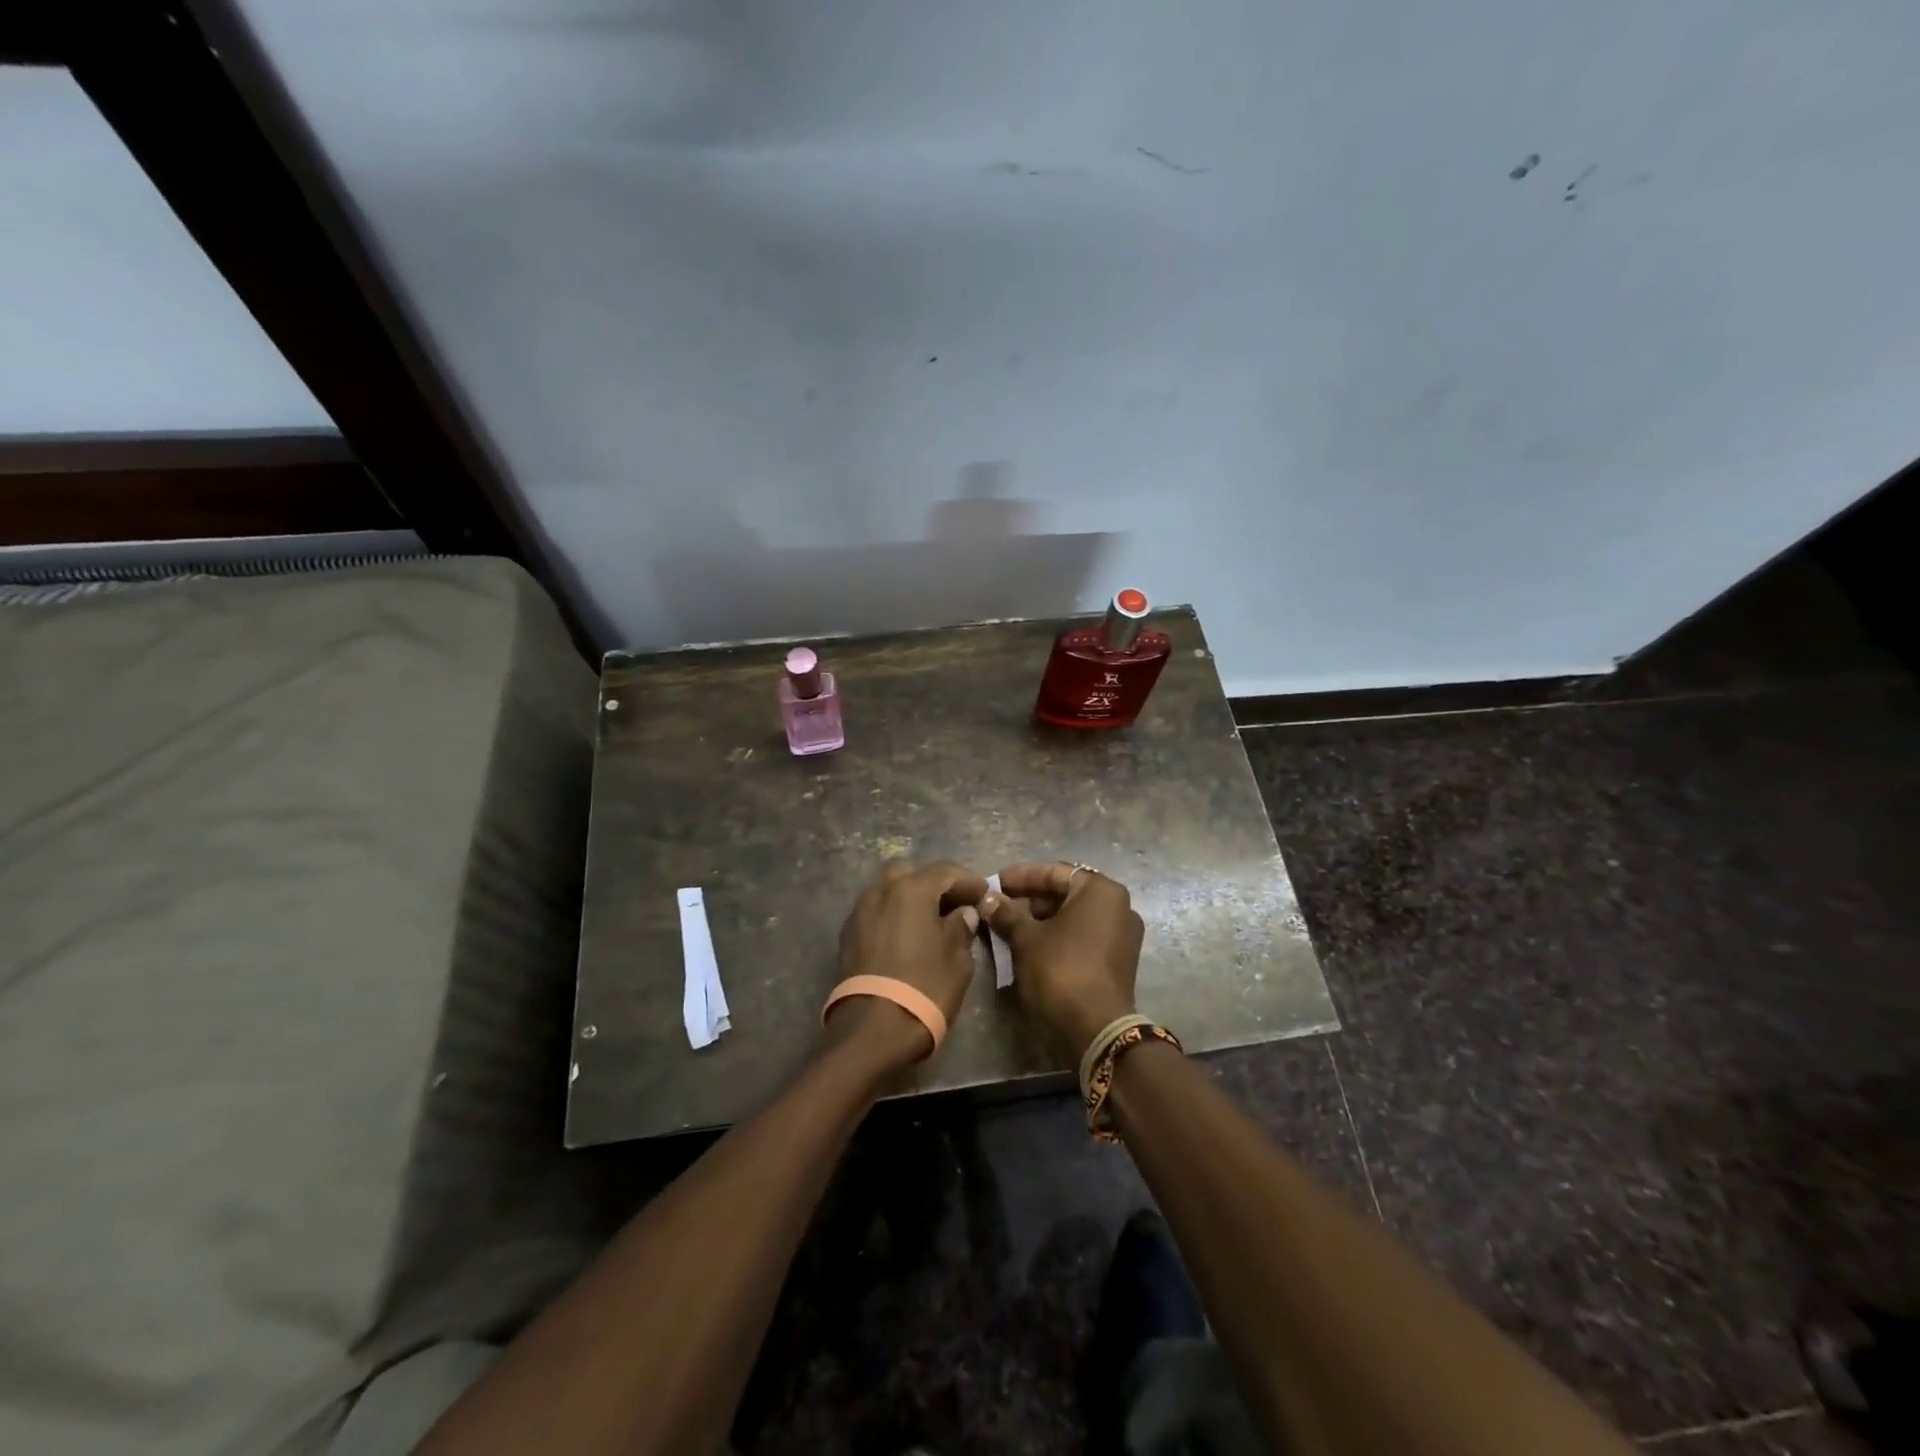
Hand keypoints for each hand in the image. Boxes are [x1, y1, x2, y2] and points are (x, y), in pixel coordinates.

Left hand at [823, 859, 989, 1068]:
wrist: (871, 1031)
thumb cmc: (924, 989)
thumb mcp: (957, 960)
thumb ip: (961, 928)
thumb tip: (962, 913)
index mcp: (911, 890)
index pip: (945, 871)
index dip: (968, 881)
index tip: (984, 893)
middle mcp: (881, 891)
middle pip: (910, 873)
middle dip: (932, 884)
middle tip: (953, 904)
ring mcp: (860, 912)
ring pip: (887, 891)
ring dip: (909, 899)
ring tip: (929, 922)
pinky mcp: (847, 936)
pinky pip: (875, 913)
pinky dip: (892, 916)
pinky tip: (906, 937)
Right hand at [982, 862, 1144, 1060]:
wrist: (1096, 1030)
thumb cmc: (1060, 971)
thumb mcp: (1026, 939)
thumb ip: (1006, 913)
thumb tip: (986, 898)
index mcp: (1101, 891)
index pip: (1055, 872)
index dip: (1021, 877)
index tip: (994, 883)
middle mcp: (1118, 906)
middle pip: (1065, 893)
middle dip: (1029, 900)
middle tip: (997, 907)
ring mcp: (1121, 935)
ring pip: (1072, 917)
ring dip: (1039, 920)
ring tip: (1006, 927)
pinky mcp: (1117, 960)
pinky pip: (1082, 936)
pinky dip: (1056, 937)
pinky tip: (1027, 945)